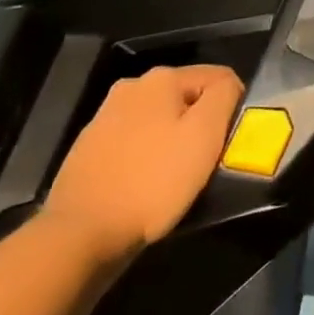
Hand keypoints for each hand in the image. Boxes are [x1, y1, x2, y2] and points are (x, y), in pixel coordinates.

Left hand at [44, 64, 243, 262]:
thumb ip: (224, 96)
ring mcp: (104, 118)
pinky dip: (147, 159)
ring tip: (176, 178)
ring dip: (174, 142)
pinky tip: (146, 186)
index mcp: (161, 78)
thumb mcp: (205, 134)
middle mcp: (131, 88)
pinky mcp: (88, 150)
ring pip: (160, 122)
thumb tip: (227, 87)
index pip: (219, 78)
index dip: (233, 107)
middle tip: (205, 162)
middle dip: (201, 125)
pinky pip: (135, 144)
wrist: (79, 236)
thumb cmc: (153, 181)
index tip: (228, 142)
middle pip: (187, 99)